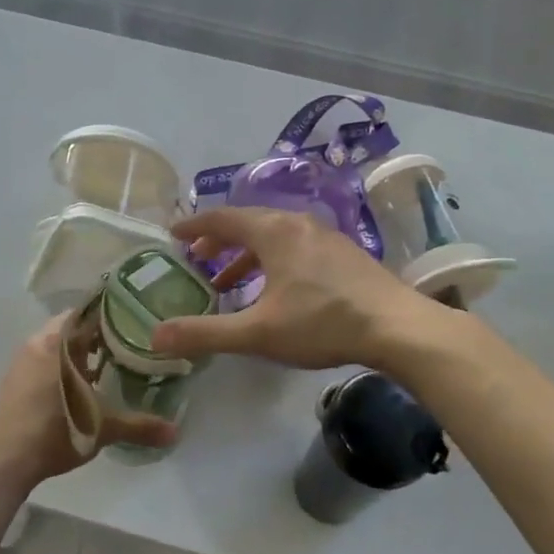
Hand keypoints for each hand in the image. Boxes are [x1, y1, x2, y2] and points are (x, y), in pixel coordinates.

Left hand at [0, 314, 176, 489]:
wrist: (3, 461)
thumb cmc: (54, 431)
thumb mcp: (102, 428)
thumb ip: (139, 426)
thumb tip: (176, 432)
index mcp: (57, 341)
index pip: (86, 311)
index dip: (111, 312)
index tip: (136, 316)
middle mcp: (38, 343)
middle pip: (73, 328)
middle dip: (99, 334)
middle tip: (131, 342)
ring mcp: (22, 363)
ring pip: (58, 346)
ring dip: (80, 352)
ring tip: (111, 364)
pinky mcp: (14, 383)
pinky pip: (46, 362)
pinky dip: (64, 367)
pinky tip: (83, 386)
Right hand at [151, 207, 435, 370]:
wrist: (397, 327)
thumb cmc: (322, 322)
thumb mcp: (258, 332)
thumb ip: (205, 333)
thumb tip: (155, 336)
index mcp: (273, 231)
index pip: (222, 218)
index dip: (194, 225)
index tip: (172, 233)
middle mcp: (298, 224)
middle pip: (248, 223)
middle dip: (219, 241)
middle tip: (196, 258)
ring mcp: (325, 236)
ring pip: (274, 236)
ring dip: (246, 255)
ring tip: (228, 282)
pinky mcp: (344, 254)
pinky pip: (295, 247)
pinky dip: (272, 261)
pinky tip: (275, 291)